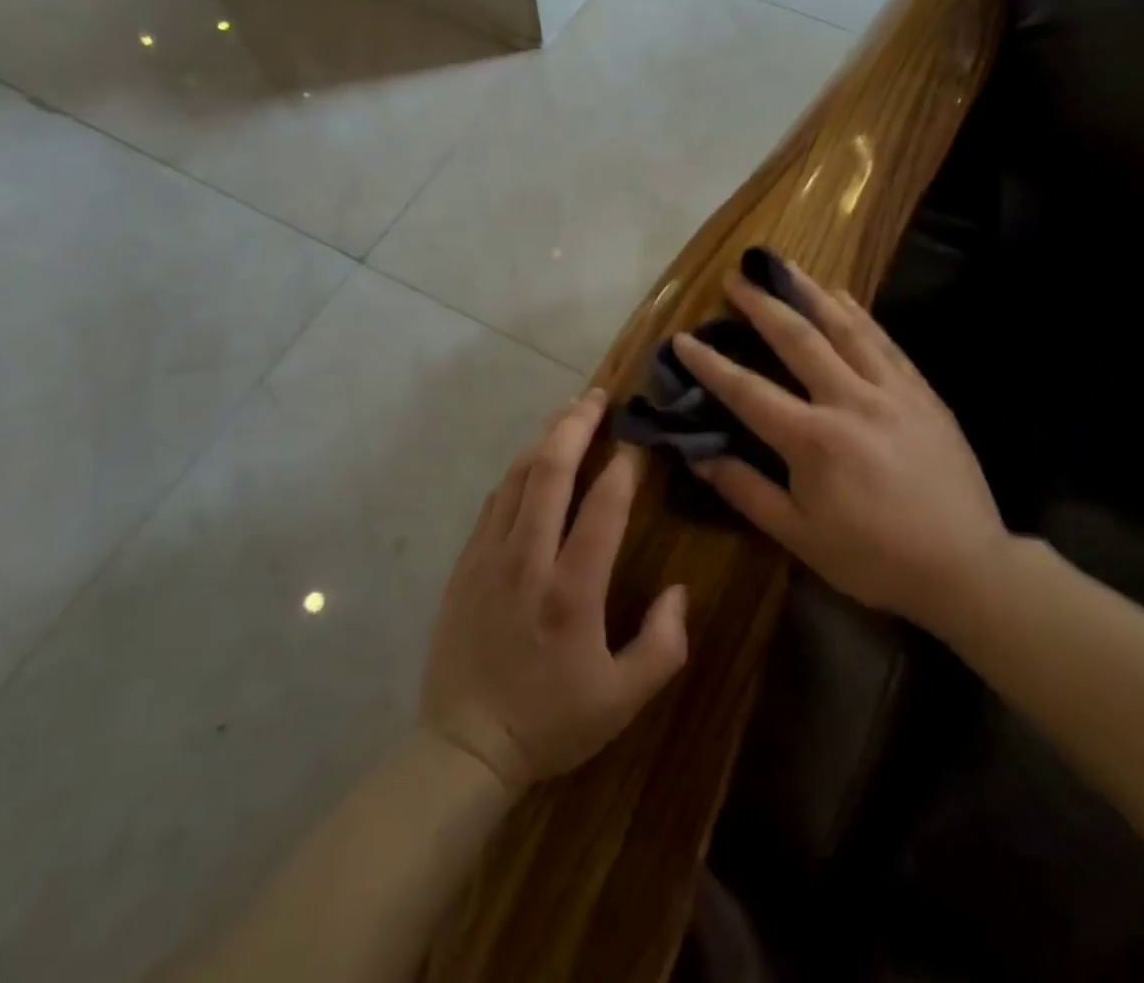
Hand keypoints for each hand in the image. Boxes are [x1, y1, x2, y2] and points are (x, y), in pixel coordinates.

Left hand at [419, 392, 688, 793]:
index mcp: (571, 591)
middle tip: (598, 397)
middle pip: (550, 472)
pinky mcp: (465, 563)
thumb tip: (678, 590)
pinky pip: (494, 499)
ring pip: (517, 477)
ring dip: (545, 438)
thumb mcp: (623, 699)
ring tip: (568, 413)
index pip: (602, 507)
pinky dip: (518, 470)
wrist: (464, 746)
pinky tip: (532, 459)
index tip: (640, 441)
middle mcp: (527, 560)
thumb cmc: (551, 722)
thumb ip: (663, 644)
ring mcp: (489, 556)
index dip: (624, 466)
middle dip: (576, 426)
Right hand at [673, 264, 1009, 634]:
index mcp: (813, 440)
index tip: (683, 339)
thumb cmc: (873, 558)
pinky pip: (884, 341)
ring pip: (845, 327)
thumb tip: (698, 455)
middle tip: (736, 278)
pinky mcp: (921, 392)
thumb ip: (746, 491)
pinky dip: (858, 313)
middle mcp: (850, 401)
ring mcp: (891, 391)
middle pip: (798, 340)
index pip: (748, 392)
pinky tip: (842, 296)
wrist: (964, 566)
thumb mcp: (799, 536)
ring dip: (809, 293)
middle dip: (762, 306)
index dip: (711, 365)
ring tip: (783, 266)